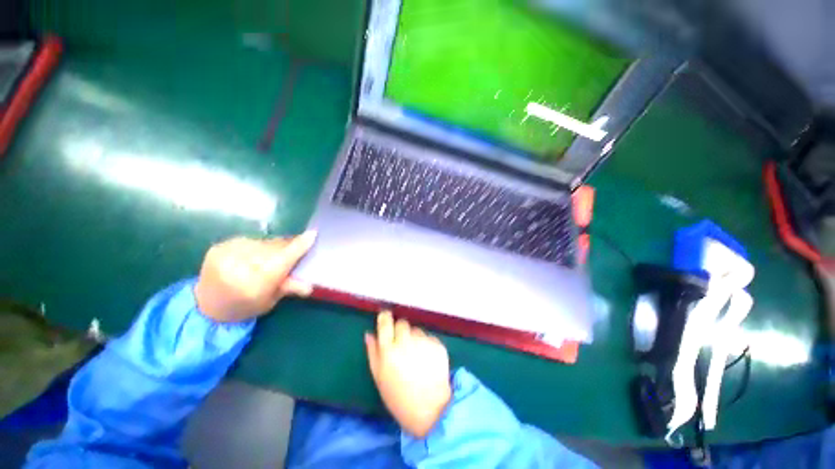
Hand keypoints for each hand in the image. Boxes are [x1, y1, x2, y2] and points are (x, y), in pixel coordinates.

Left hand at [194, 232, 316, 322]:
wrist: (205, 306)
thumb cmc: (243, 307)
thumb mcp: (269, 301)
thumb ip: (288, 288)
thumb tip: (309, 286)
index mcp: (254, 283)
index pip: (283, 259)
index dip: (299, 246)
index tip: (313, 234)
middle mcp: (239, 265)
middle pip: (275, 248)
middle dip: (287, 247)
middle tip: (295, 249)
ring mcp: (227, 254)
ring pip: (263, 242)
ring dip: (272, 246)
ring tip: (271, 255)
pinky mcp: (219, 247)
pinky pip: (249, 240)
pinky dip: (257, 246)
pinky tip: (255, 255)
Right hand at [365, 311, 451, 437]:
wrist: (430, 410)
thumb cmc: (398, 396)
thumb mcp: (379, 377)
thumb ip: (373, 352)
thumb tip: (369, 333)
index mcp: (389, 350)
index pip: (385, 322)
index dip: (385, 317)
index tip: (385, 317)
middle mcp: (406, 342)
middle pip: (402, 323)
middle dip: (400, 330)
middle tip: (402, 345)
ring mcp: (423, 342)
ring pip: (416, 330)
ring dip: (414, 337)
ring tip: (416, 356)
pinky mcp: (437, 344)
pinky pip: (429, 337)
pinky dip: (426, 344)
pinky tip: (427, 359)